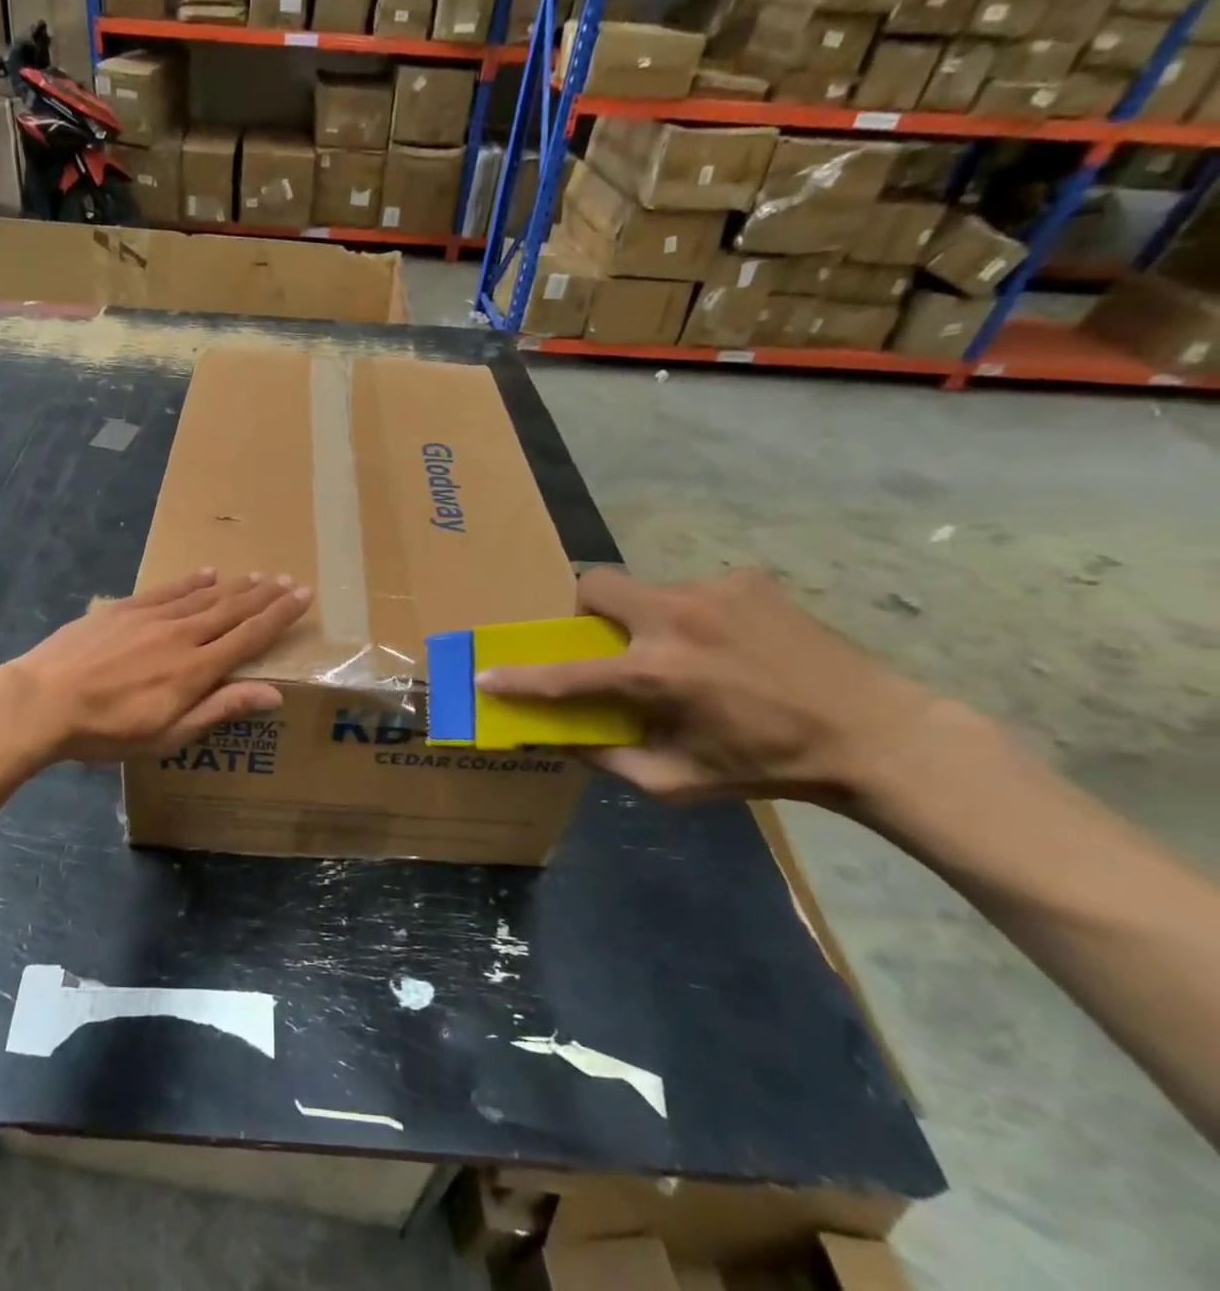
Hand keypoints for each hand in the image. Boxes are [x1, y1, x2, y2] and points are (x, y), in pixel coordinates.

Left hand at [0, 569, 313, 764]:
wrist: (43, 700)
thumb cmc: (108, 730)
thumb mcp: (169, 735)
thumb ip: (220, 709)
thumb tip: (272, 693)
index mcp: (197, 669)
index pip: (250, 635)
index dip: (279, 615)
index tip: (303, 595)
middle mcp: (182, 634)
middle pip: (232, 610)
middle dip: (265, 595)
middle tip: (289, 579)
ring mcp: (152, 617)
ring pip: (204, 596)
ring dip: (234, 586)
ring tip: (258, 575)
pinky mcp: (125, 609)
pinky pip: (168, 590)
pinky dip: (191, 581)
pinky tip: (206, 574)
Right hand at [476, 567, 939, 807]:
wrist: (873, 732)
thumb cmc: (767, 767)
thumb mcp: (677, 782)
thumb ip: (608, 759)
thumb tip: (557, 736)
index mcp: (656, 675)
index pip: (565, 674)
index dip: (519, 677)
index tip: (486, 674)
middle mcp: (675, 619)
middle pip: (595, 585)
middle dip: (584, 611)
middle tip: (606, 641)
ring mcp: (713, 590)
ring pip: (646, 589)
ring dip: (646, 618)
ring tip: (686, 653)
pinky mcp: (747, 578)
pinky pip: (693, 590)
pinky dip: (693, 616)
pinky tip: (729, 646)